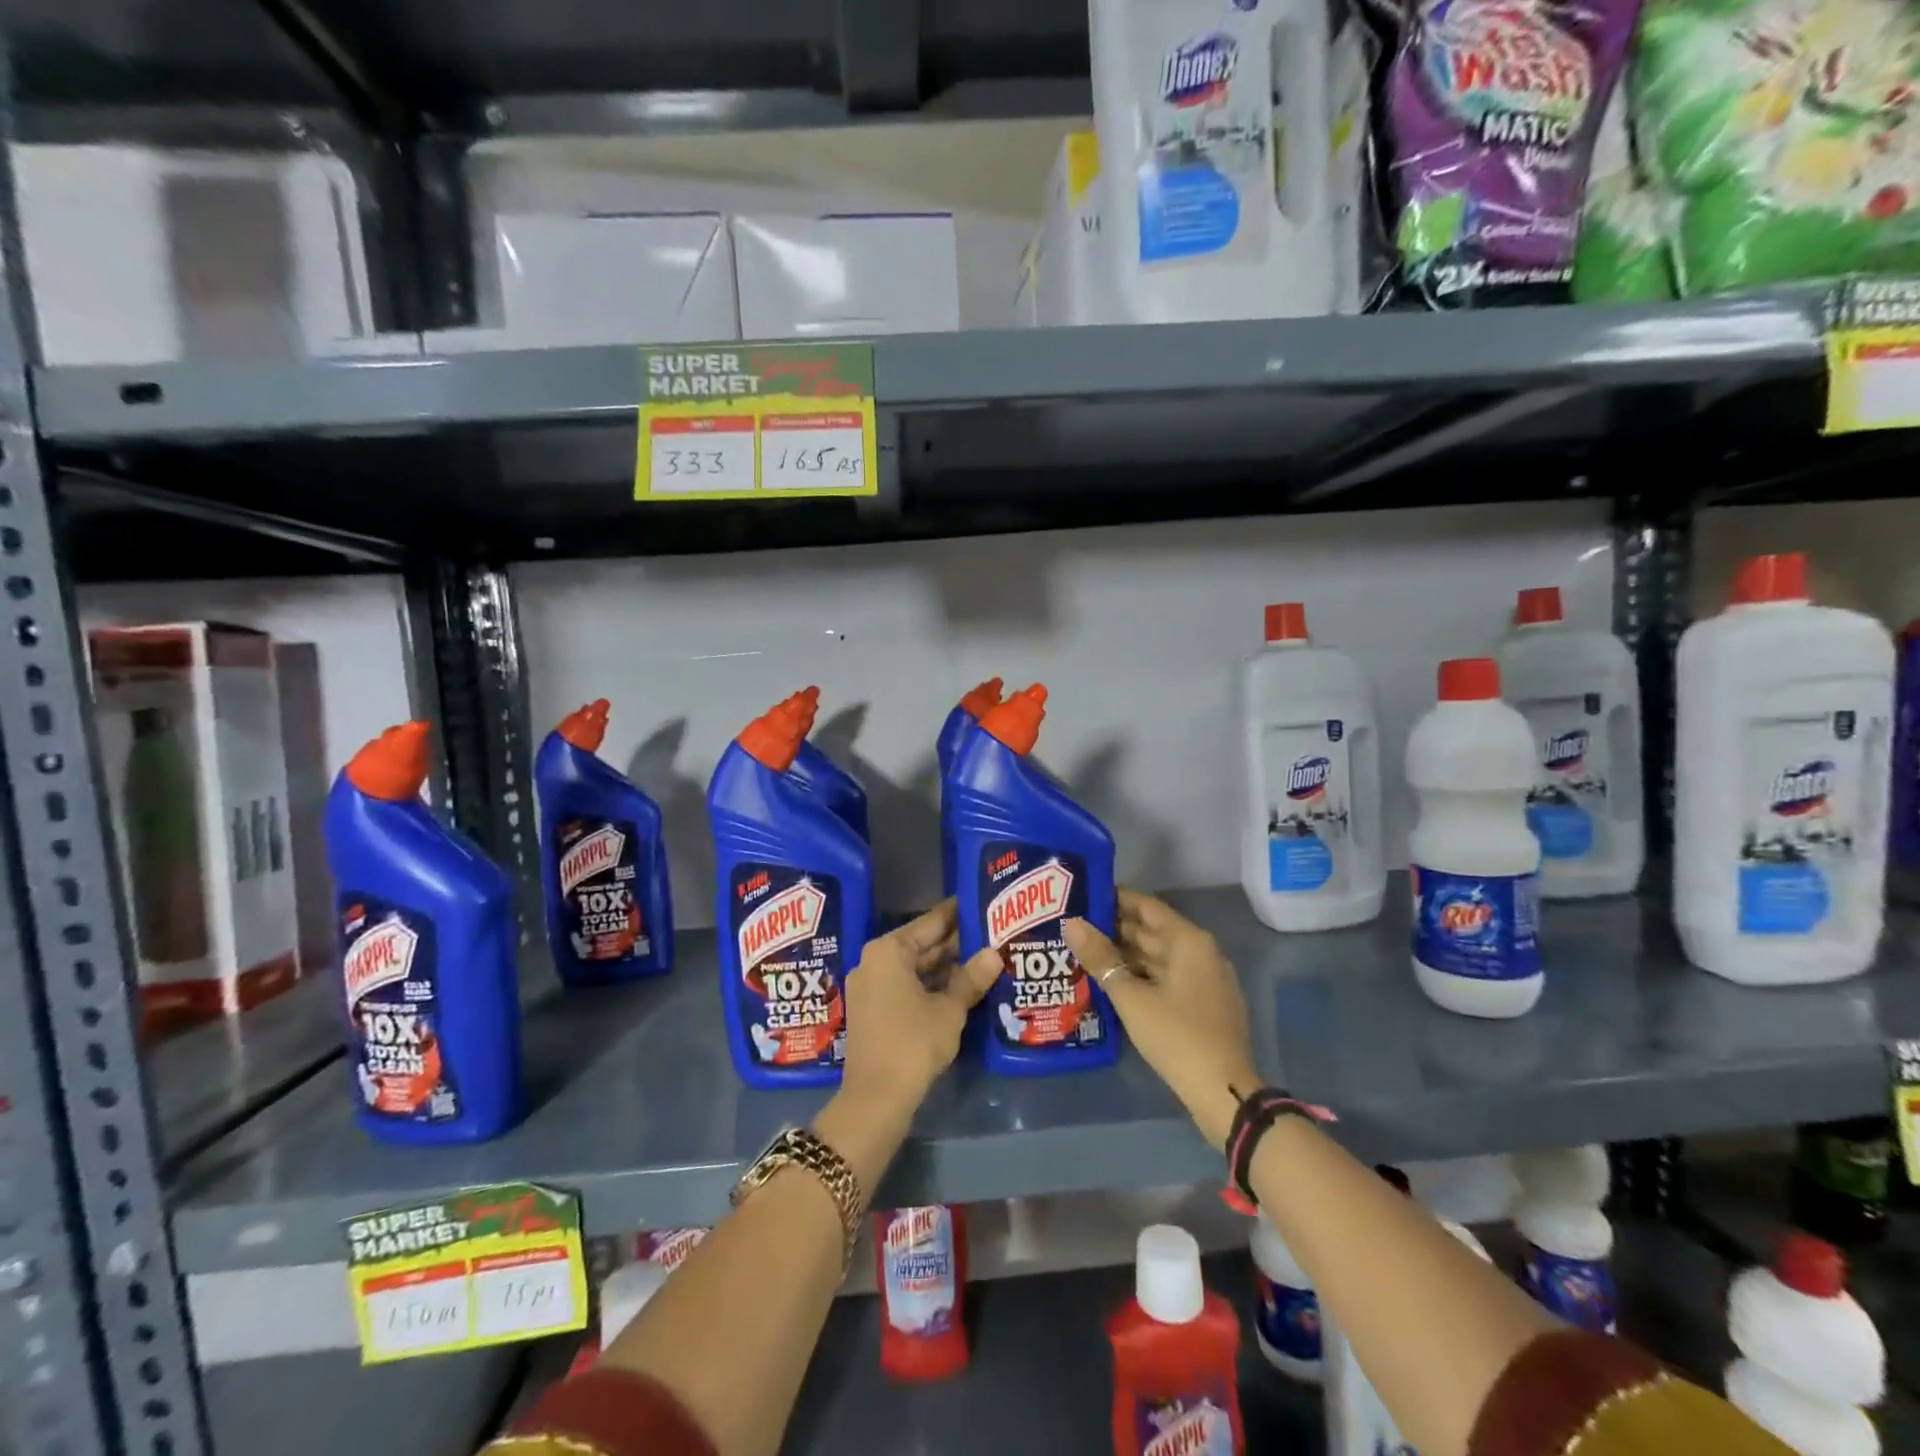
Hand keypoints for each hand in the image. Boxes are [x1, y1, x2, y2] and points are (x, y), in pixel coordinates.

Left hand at [841, 900, 999, 1113]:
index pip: (931, 922)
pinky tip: (964, 986)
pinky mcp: (875, 1009)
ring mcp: (872, 986)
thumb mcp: (949, 1010)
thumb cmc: (912, 1044)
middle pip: (923, 944)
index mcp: (889, 950)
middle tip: (993, 931)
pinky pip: (908, 986)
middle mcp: (875, 961)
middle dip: (957, 942)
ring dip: (948, 966)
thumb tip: (995, 953)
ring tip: (987, 956)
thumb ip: (972, 978)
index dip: (958, 913)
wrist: (875, 1099)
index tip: (982, 901)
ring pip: (916, 967)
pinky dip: (933, 985)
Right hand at [1064, 890, 1257, 1148]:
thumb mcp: (1131, 997)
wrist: (1224, 1093)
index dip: (1115, 899)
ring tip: (1086, 952)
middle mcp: (1201, 952)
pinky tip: (1113, 982)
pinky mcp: (1205, 1004)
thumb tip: (1072, 923)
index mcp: (1189, 941)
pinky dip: (1142, 975)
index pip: (1147, 906)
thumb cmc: (1176, 1036)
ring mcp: (1206, 979)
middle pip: (1153, 931)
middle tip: (1076, 925)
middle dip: (1115, 928)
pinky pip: (1168, 977)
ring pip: (1159, 956)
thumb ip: (1101, 958)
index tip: (1083, 895)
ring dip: (1126, 954)